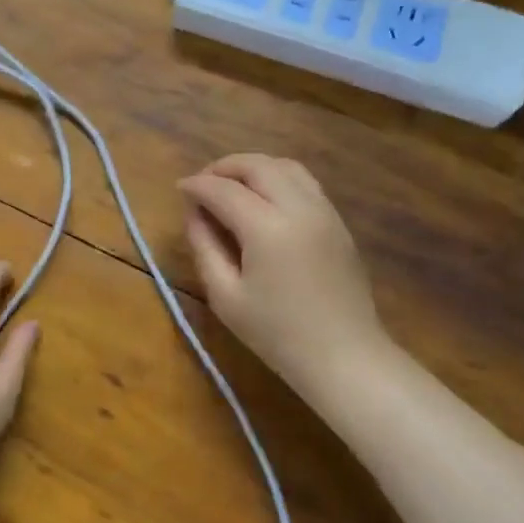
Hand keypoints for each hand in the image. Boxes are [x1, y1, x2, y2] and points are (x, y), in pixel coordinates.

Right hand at [179, 155, 389, 397]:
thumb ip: (205, 247)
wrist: (344, 356)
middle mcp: (298, 207)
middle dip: (224, 167)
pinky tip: (264, 198)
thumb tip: (194, 213)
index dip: (197, 185)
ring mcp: (324, 211)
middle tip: (203, 182)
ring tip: (232, 185)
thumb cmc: (277, 333)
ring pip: (286, 166)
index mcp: (267, 227)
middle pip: (257, 166)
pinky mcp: (338, 222)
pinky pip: (305, 183)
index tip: (179, 189)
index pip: (223, 190)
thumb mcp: (226, 296)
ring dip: (254, 167)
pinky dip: (278, 178)